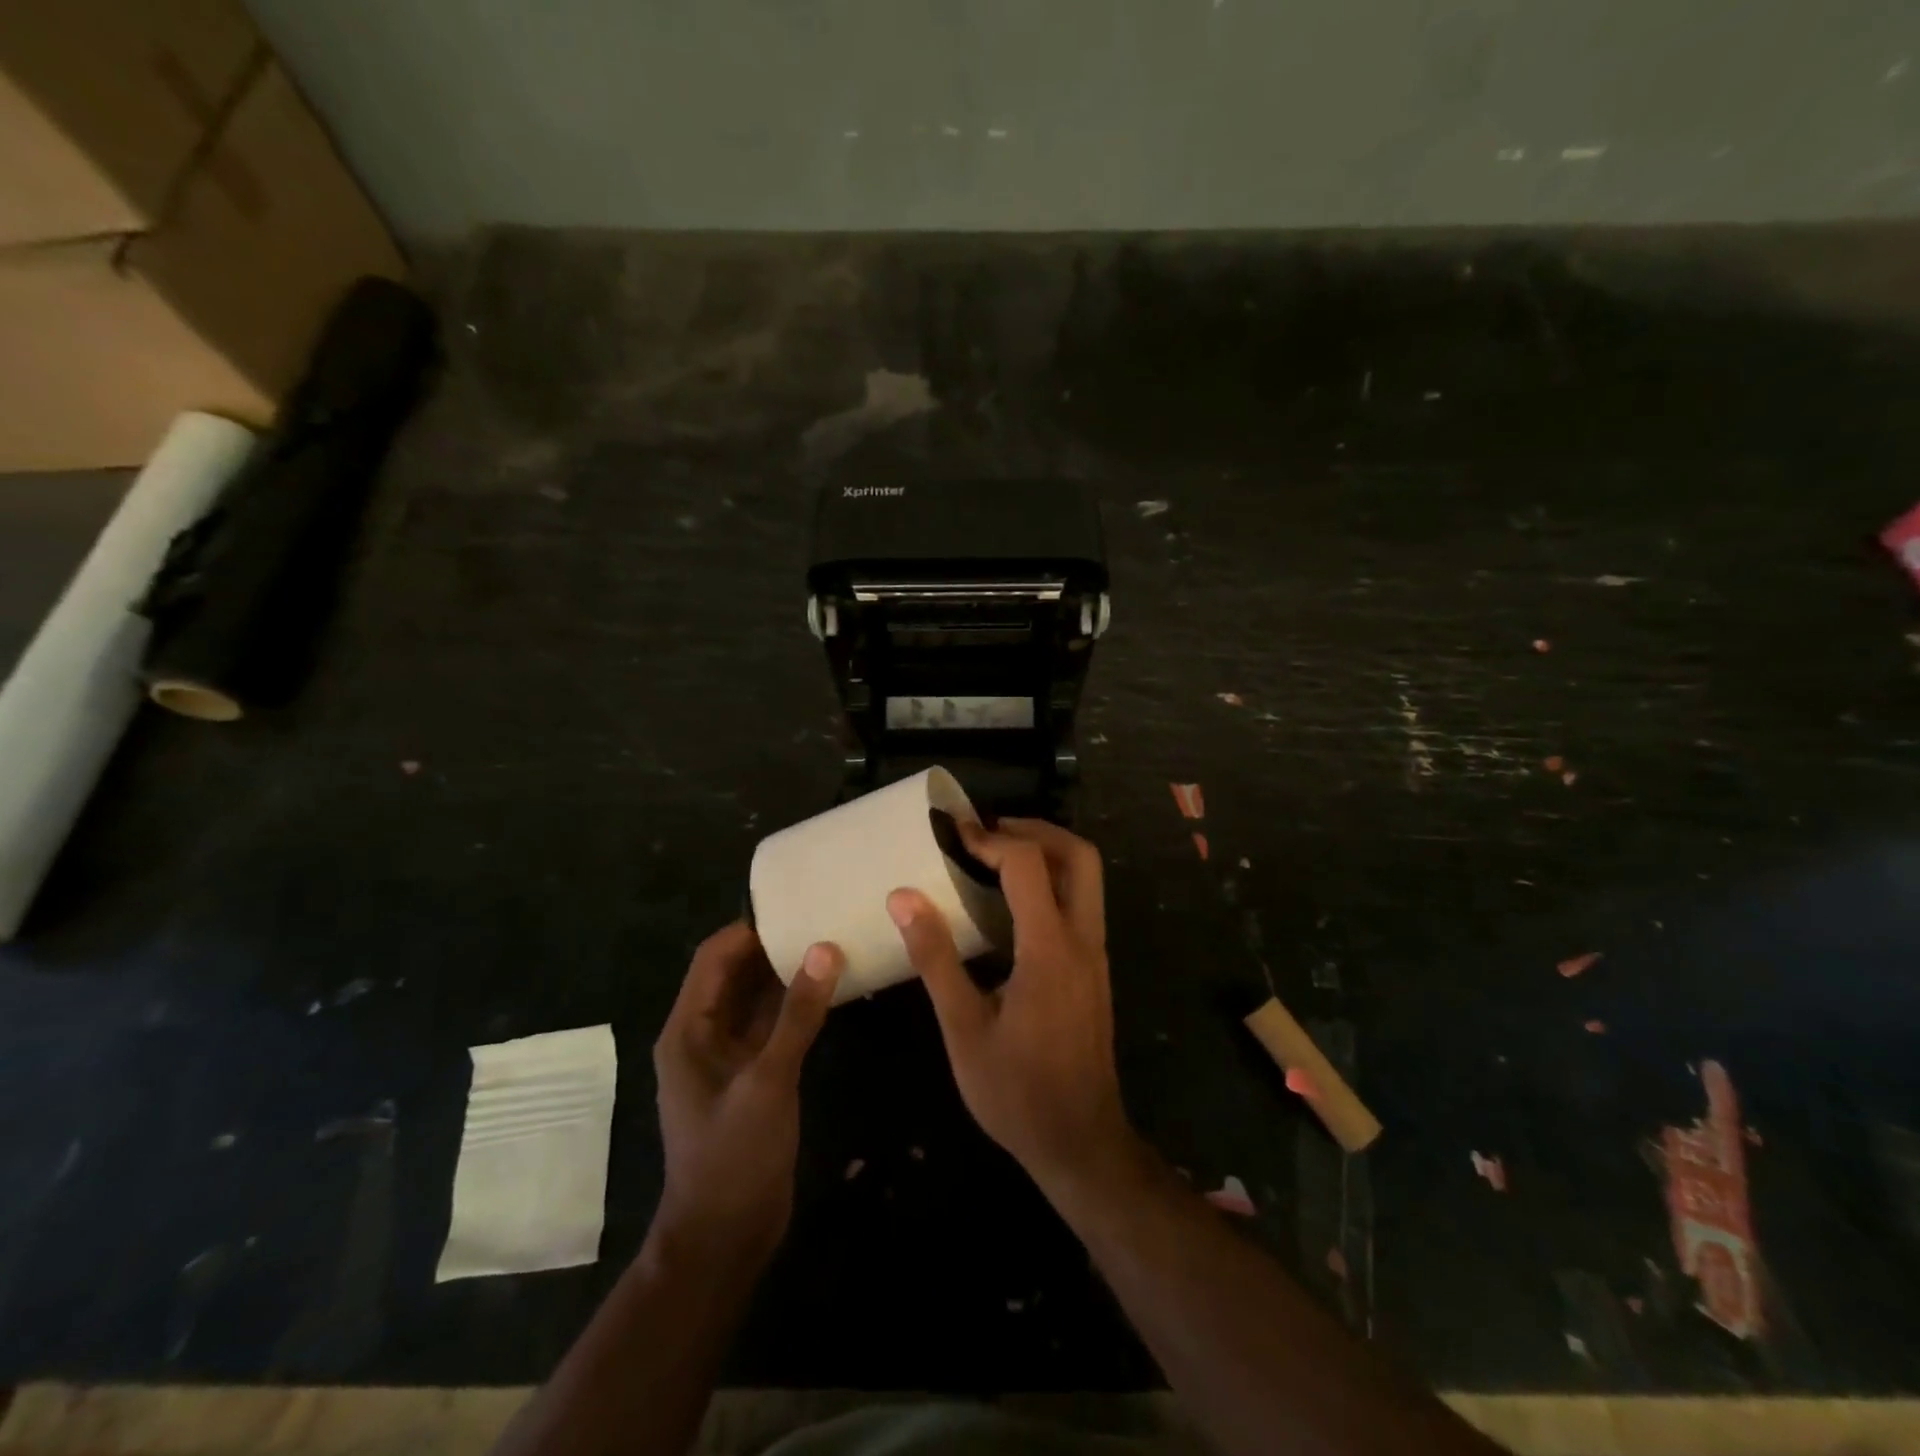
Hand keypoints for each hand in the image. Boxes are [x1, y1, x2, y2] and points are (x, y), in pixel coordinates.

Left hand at [651, 922, 842, 1263]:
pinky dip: (796, 1005)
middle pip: (735, 974)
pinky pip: (773, 1026)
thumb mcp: (767, 1081)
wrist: (725, 1237)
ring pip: (756, 999)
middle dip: (772, 946)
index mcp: (688, 1030)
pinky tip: (831, 990)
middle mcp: (703, 1035)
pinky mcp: (752, 1075)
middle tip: (821, 918)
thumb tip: (825, 949)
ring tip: (831, 942)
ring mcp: (729, 1057)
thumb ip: (797, 1015)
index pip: (713, 958)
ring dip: (787, 974)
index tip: (794, 906)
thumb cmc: (733, 1157)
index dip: (748, 929)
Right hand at [888, 819, 1133, 1188]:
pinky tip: (1010, 905)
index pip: (1029, 864)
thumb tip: (903, 898)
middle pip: (1079, 856)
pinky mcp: (1094, 969)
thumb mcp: (963, 1029)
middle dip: (1036, 831)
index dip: (991, 839)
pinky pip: (1081, 904)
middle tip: (987, 833)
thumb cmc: (1016, 1092)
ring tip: (994, 857)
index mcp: (1050, 949)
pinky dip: (1051, 883)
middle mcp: (1083, 940)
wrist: (1081, 1143)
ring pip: (1087, 878)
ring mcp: (1095, 954)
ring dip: (1047, 853)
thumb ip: (935, 959)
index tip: (954, 835)